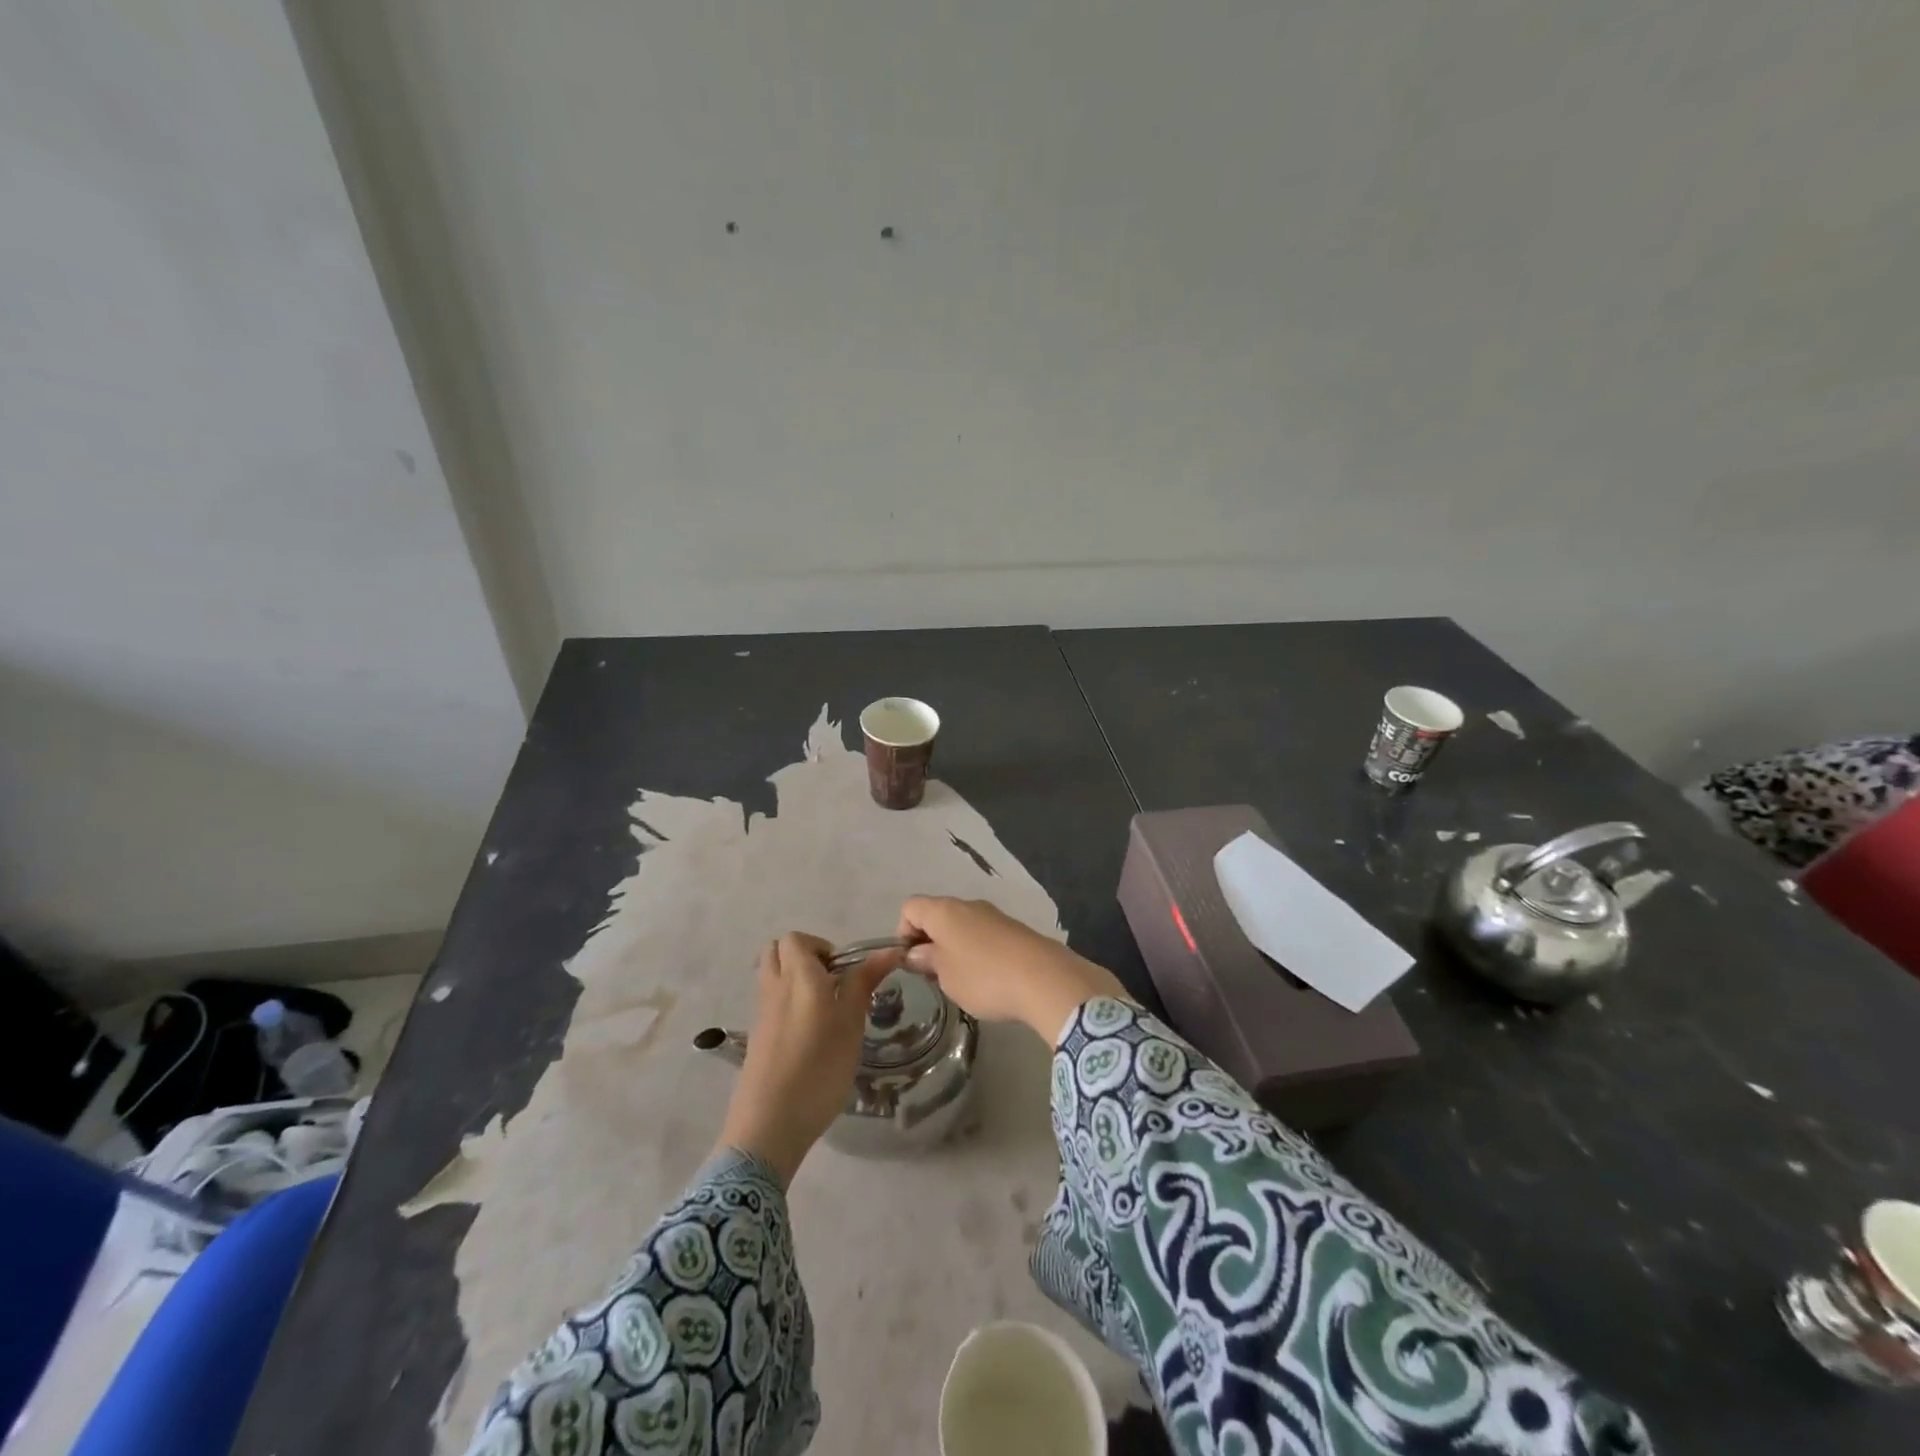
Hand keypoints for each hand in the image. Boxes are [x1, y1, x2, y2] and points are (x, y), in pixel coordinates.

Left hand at [715, 932, 896, 1184]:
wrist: (770, 1123)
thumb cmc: (819, 1066)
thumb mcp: (851, 1022)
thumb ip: (864, 982)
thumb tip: (889, 951)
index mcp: (798, 975)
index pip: (797, 938)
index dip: (821, 946)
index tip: (843, 972)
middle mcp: (774, 986)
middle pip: (776, 951)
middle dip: (803, 956)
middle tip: (831, 982)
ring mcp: (761, 1014)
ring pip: (771, 977)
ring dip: (794, 979)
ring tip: (823, 1008)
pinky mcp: (756, 1038)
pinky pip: (769, 1003)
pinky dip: (786, 1004)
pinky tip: (808, 1035)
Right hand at [896, 897, 1127, 1044]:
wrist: (1044, 978)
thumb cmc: (983, 977)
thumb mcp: (945, 975)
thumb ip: (926, 960)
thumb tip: (915, 953)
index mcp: (944, 910)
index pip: (910, 907)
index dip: (903, 932)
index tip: (911, 962)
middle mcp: (968, 905)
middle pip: (936, 914)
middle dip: (929, 941)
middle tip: (932, 975)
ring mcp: (993, 915)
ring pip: (961, 925)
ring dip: (953, 947)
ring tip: (960, 981)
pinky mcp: (1013, 929)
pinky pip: (983, 934)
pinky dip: (976, 951)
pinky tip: (987, 978)